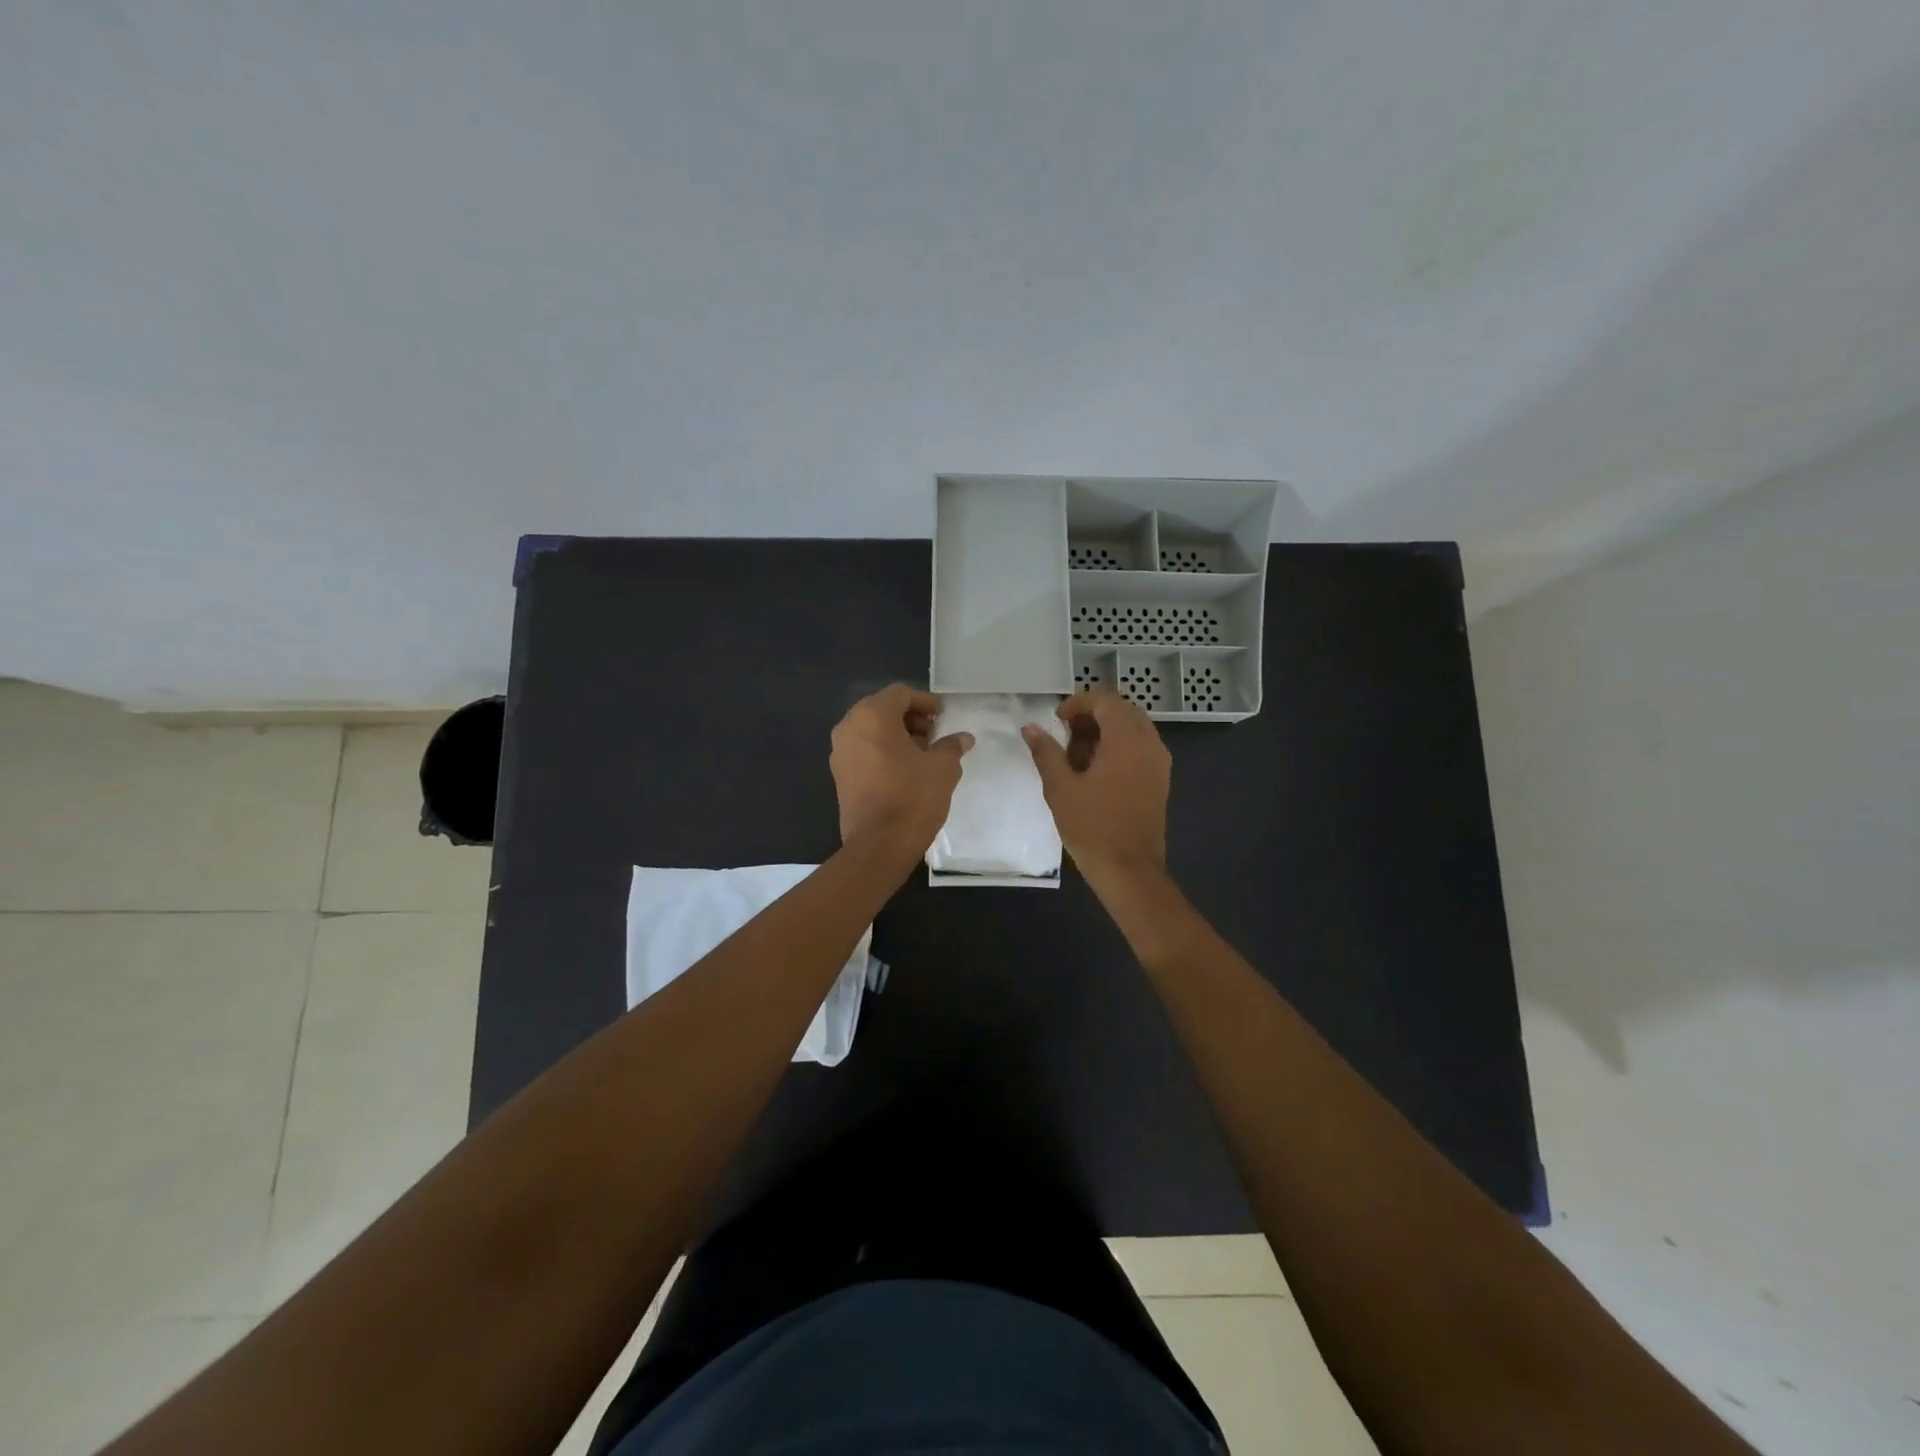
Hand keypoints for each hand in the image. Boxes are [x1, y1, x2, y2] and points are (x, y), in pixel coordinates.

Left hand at [830, 685, 973, 855]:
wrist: (878, 846)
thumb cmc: (912, 797)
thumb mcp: (942, 768)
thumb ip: (951, 746)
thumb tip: (963, 738)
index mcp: (871, 717)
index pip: (900, 694)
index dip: (925, 701)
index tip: (944, 716)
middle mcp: (849, 728)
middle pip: (882, 709)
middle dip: (910, 718)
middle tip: (935, 733)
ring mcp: (840, 753)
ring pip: (871, 730)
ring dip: (897, 735)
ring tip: (924, 753)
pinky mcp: (839, 776)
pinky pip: (863, 750)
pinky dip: (884, 751)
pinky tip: (906, 770)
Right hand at [1022, 690, 1169, 888]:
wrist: (1130, 870)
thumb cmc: (1092, 827)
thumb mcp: (1060, 788)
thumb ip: (1046, 752)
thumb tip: (1031, 727)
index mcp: (1127, 740)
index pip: (1106, 701)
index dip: (1079, 704)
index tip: (1057, 720)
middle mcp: (1150, 744)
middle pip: (1122, 712)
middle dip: (1092, 717)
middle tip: (1065, 736)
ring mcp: (1159, 763)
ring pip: (1133, 730)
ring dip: (1105, 733)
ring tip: (1076, 757)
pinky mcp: (1160, 781)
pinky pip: (1140, 749)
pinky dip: (1118, 749)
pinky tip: (1095, 773)